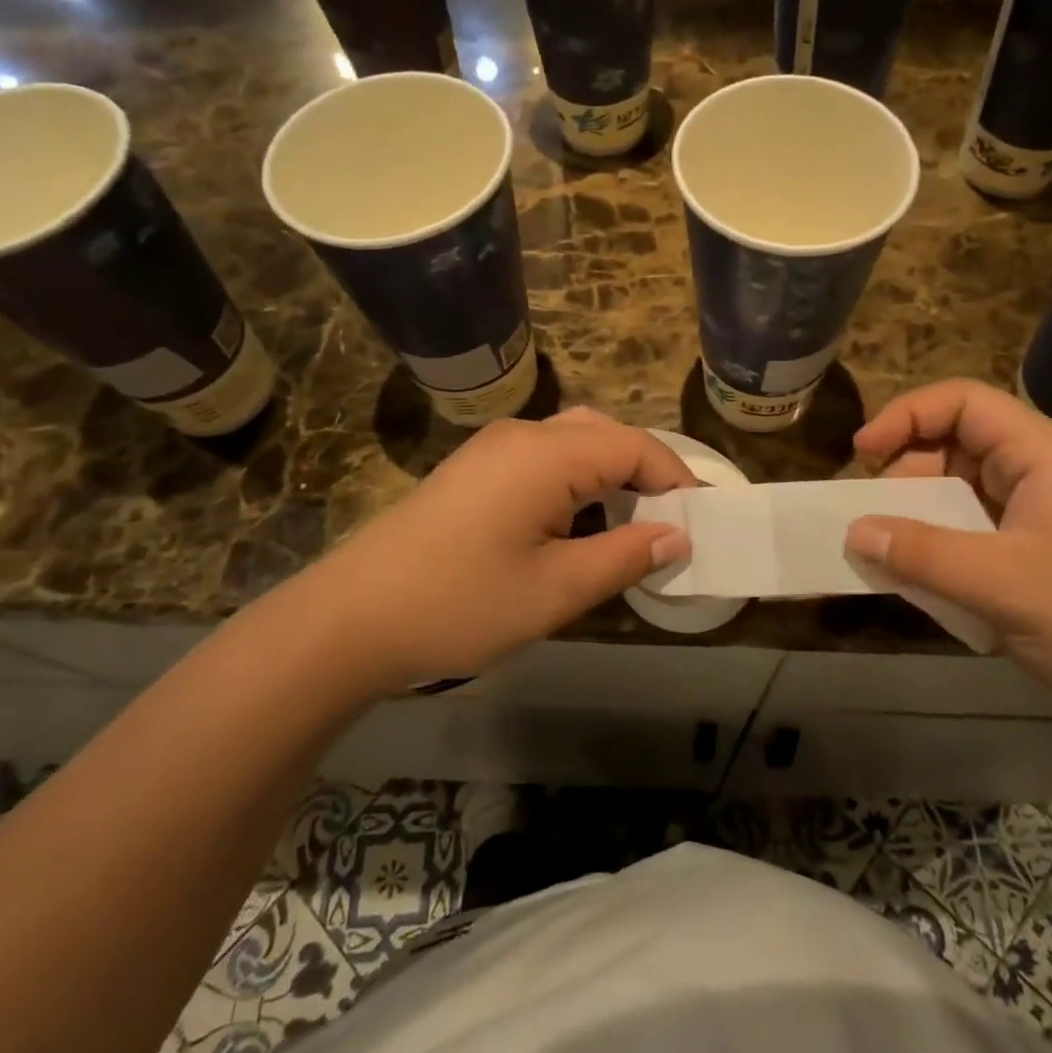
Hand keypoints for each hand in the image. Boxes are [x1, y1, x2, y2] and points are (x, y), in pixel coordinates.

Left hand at [312, 409, 694, 685]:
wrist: (351, 618)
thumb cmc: (461, 603)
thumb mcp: (557, 590)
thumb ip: (626, 556)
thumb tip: (679, 536)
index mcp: (548, 454)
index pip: (636, 447)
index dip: (676, 481)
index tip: (700, 525)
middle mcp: (523, 435)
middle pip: (605, 435)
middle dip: (645, 474)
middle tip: (666, 525)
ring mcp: (492, 449)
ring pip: (573, 444)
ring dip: (609, 478)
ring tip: (626, 530)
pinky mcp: (473, 470)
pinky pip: (542, 459)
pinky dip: (574, 483)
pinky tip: (572, 528)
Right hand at [843, 379, 1051, 727]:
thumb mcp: (1001, 583)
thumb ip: (921, 553)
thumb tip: (853, 530)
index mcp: (1043, 455)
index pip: (964, 403)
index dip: (907, 416)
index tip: (862, 453)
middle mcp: (1041, 475)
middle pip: (957, 446)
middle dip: (907, 474)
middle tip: (874, 517)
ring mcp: (1040, 518)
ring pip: (961, 494)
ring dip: (920, 517)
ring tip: (891, 553)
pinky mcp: (1036, 558)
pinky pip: (972, 534)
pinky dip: (940, 549)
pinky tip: (924, 582)